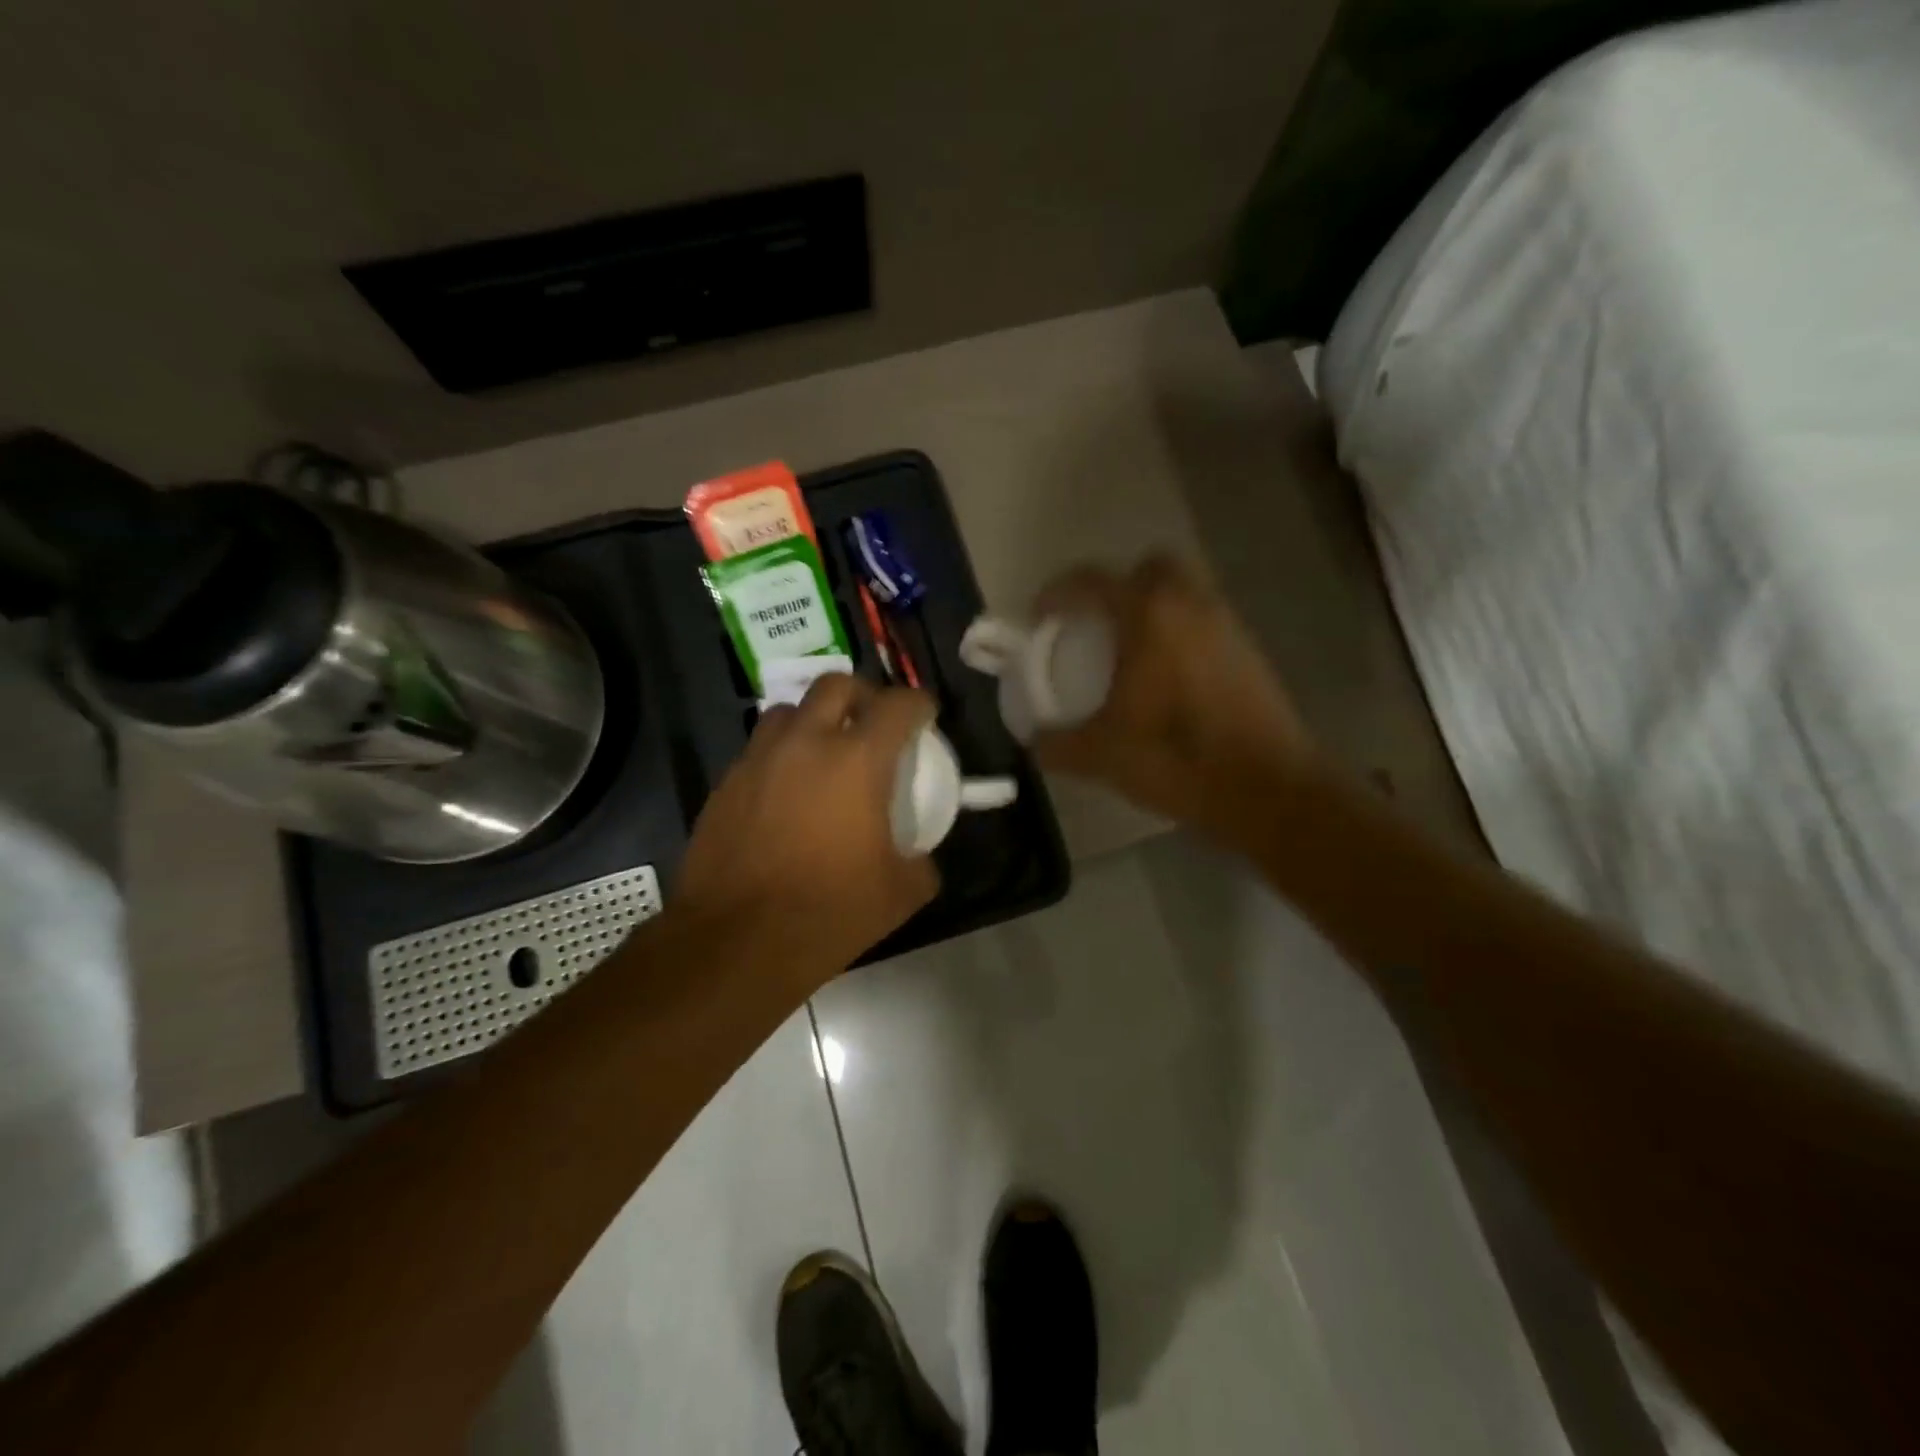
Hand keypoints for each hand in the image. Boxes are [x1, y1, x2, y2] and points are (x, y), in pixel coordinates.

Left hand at [675, 673, 940, 982]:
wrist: (737, 941)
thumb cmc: (829, 911)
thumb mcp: (901, 893)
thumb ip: (921, 861)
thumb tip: (920, 855)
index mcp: (858, 760)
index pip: (898, 704)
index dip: (920, 704)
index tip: (925, 718)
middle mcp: (806, 743)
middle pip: (836, 685)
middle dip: (862, 695)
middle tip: (872, 725)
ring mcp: (759, 759)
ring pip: (788, 710)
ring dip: (813, 720)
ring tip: (823, 754)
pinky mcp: (725, 783)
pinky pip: (758, 749)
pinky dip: (780, 756)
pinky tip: (785, 794)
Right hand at [1031, 555, 1319, 848]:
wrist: (1267, 789)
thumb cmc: (1177, 758)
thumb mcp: (1102, 755)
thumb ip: (1058, 745)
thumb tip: (1034, 743)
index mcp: (1149, 616)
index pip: (1094, 580)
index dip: (1059, 592)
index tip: (1041, 616)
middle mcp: (1191, 606)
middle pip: (1151, 569)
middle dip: (1119, 587)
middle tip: (1097, 625)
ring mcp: (1228, 627)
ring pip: (1185, 595)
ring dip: (1154, 611)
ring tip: (1130, 655)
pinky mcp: (1250, 654)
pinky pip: (1206, 625)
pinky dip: (1181, 637)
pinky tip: (1167, 681)